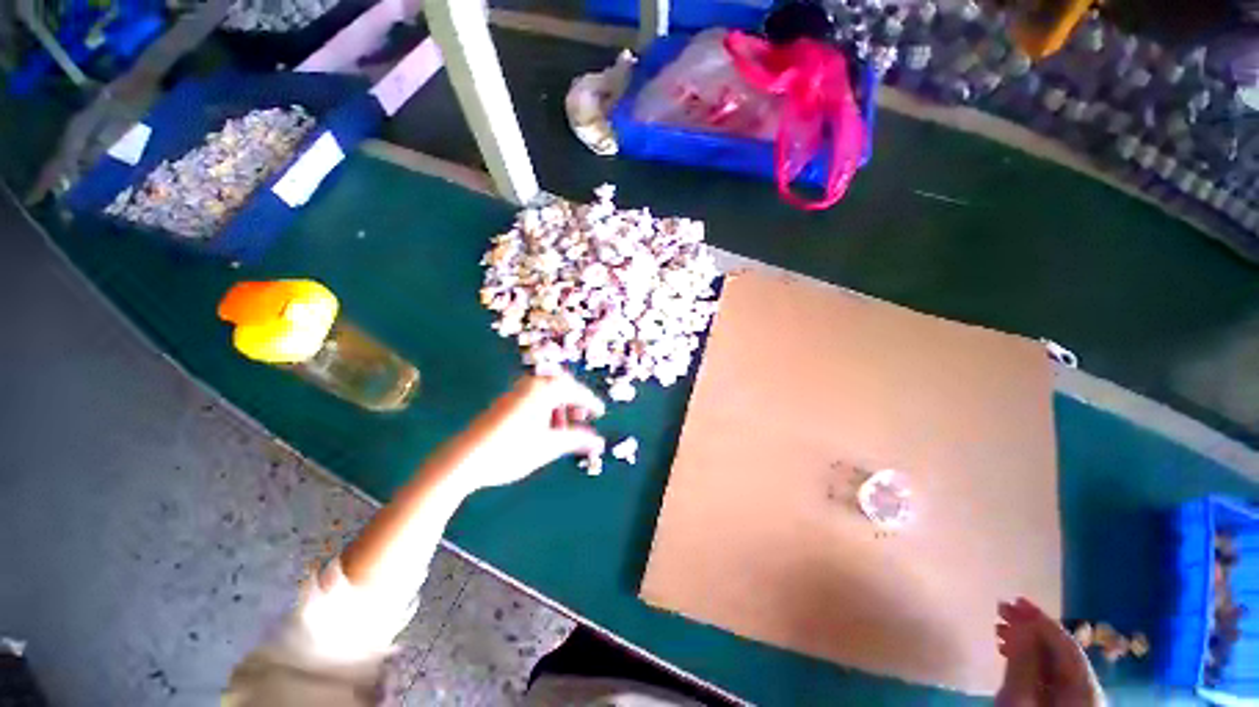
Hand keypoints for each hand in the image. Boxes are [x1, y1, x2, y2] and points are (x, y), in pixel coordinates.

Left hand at [455, 373, 606, 490]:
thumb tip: (599, 441)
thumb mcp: (548, 446)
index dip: (590, 402)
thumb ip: (576, 440)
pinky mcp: (505, 403)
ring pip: (546, 392)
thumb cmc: (511, 451)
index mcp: (543, 390)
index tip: (601, 413)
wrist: (463, 459)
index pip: (575, 390)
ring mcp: (515, 392)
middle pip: (560, 385)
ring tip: (561, 428)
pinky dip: (544, 409)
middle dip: (573, 400)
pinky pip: (533, 398)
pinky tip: (542, 429)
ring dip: (559, 406)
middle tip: (581, 417)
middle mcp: (530, 385)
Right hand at [996, 598, 1104, 706]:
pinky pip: (1052, 676)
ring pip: (1056, 663)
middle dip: (1032, 629)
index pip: (1066, 645)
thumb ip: (1024, 662)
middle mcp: (1089, 693)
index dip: (1041, 620)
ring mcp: (1080, 702)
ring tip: (1000, 630)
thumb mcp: (1019, 701)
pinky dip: (1031, 660)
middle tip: (1001, 609)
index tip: (1014, 600)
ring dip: (1029, 643)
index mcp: (1085, 691)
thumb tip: (1021, 623)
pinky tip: (1012, 653)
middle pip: (1063, 653)